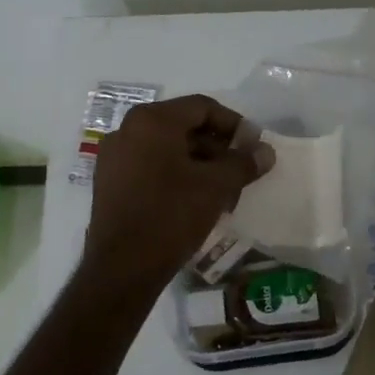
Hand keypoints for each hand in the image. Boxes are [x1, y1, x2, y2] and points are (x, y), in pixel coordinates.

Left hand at [84, 95, 274, 294]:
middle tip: (240, 170)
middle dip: (216, 147)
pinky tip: (194, 200)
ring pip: (166, 148)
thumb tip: (265, 151)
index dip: (234, 123)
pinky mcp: (109, 182)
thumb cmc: (171, 215)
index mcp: (152, 120)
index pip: (202, 107)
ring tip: (222, 189)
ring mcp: (114, 156)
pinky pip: (149, 166)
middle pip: (183, 126)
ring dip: (198, 163)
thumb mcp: (215, 187)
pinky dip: (175, 174)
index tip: (253, 146)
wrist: (122, 267)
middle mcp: (128, 129)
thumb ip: (243, 163)